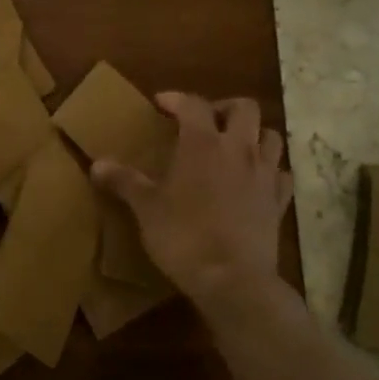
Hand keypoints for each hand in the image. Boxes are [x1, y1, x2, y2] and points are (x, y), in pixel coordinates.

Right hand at [91, 93, 292, 312]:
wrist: (233, 280)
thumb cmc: (184, 236)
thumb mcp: (146, 208)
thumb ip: (124, 181)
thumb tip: (96, 164)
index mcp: (203, 143)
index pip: (193, 104)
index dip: (176, 99)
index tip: (161, 104)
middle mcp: (238, 150)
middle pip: (244, 108)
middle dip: (224, 108)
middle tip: (205, 122)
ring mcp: (264, 175)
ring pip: (271, 136)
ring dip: (253, 134)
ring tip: (233, 147)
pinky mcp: (279, 202)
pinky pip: (282, 174)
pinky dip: (270, 171)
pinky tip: (256, 181)